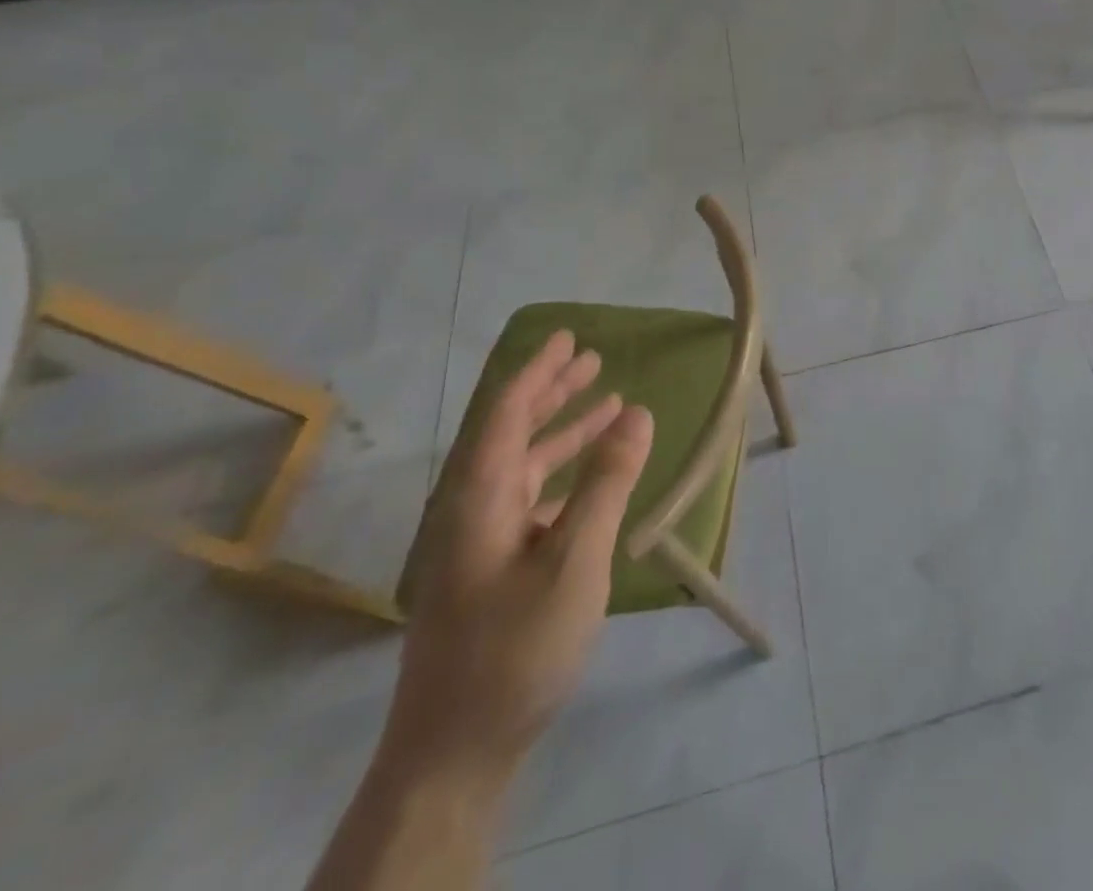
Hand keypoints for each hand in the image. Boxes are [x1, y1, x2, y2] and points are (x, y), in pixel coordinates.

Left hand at [386, 330, 655, 786]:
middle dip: (551, 393)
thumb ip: (606, 482)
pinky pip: (532, 501)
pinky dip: (564, 476)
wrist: (455, 754)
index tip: (566, 337)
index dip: (536, 373)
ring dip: (563, 433)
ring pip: (523, 468)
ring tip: (608, 404)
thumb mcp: (575, 559)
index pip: (505, 416)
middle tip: (591, 358)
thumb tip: (638, 412)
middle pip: (510, 435)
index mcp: (479, 500)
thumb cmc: (515, 648)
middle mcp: (473, 512)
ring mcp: (480, 546)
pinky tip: (594, 478)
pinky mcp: (493, 573)